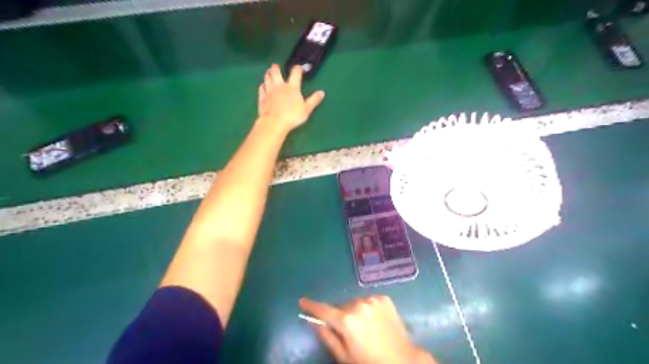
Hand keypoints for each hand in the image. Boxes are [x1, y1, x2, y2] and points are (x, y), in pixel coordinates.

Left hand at [257, 64, 320, 132]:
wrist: (274, 122)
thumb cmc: (292, 116)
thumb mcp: (307, 109)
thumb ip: (314, 100)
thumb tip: (322, 92)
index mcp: (292, 87)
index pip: (295, 73)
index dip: (297, 69)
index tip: (298, 67)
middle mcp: (280, 86)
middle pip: (276, 72)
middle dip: (276, 68)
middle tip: (275, 66)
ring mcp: (269, 91)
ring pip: (267, 78)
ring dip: (268, 74)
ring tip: (268, 72)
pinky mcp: (262, 97)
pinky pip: (261, 88)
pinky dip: (263, 85)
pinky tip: (263, 86)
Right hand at [302, 296, 437, 363]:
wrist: (402, 360)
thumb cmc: (369, 362)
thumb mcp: (344, 356)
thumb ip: (327, 336)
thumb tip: (314, 322)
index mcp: (347, 320)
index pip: (323, 310)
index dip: (311, 306)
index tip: (302, 301)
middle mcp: (358, 305)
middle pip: (341, 307)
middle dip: (339, 315)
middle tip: (347, 330)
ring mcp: (373, 300)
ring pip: (355, 303)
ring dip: (354, 311)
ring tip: (364, 327)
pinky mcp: (384, 298)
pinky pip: (368, 301)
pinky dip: (367, 308)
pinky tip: (374, 321)